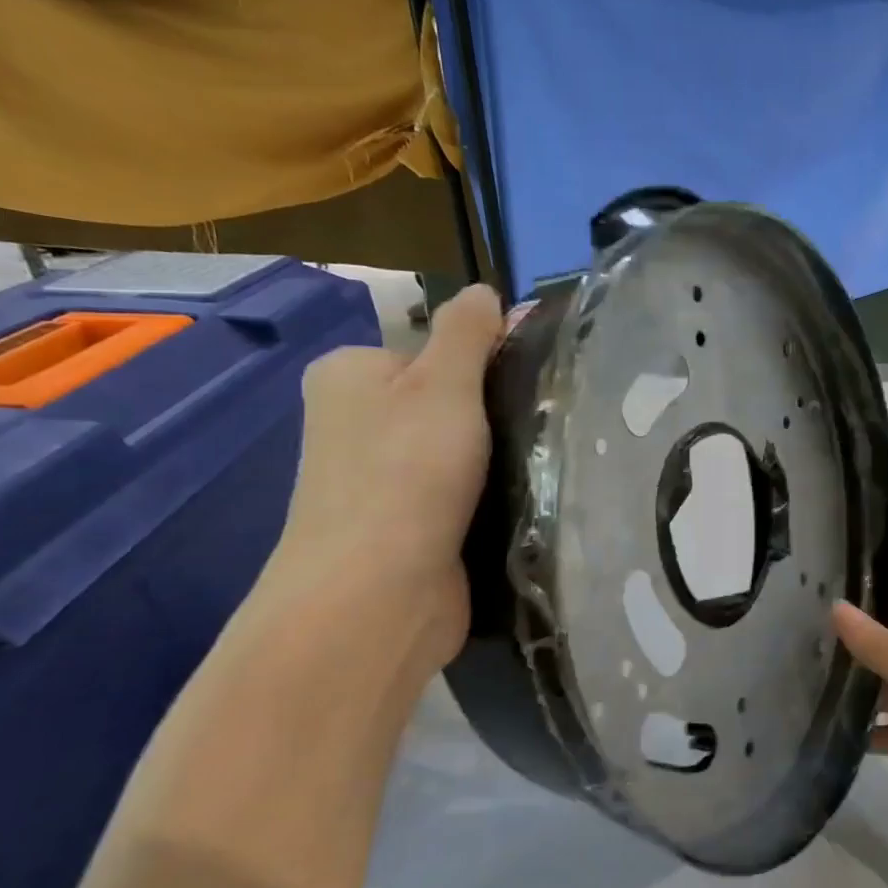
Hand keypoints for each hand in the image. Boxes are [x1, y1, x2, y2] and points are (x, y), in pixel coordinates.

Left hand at [262, 285, 502, 666]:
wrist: (379, 595)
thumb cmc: (408, 473)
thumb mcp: (443, 382)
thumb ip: (467, 331)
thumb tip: (485, 291)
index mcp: (350, 375)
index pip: (433, 349)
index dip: (484, 361)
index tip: (525, 384)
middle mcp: (355, 423)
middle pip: (448, 401)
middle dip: (493, 414)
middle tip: (536, 427)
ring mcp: (377, 481)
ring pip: (459, 451)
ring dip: (497, 459)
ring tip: (537, 466)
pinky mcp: (405, 527)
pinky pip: (460, 494)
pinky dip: (488, 497)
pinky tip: (518, 503)